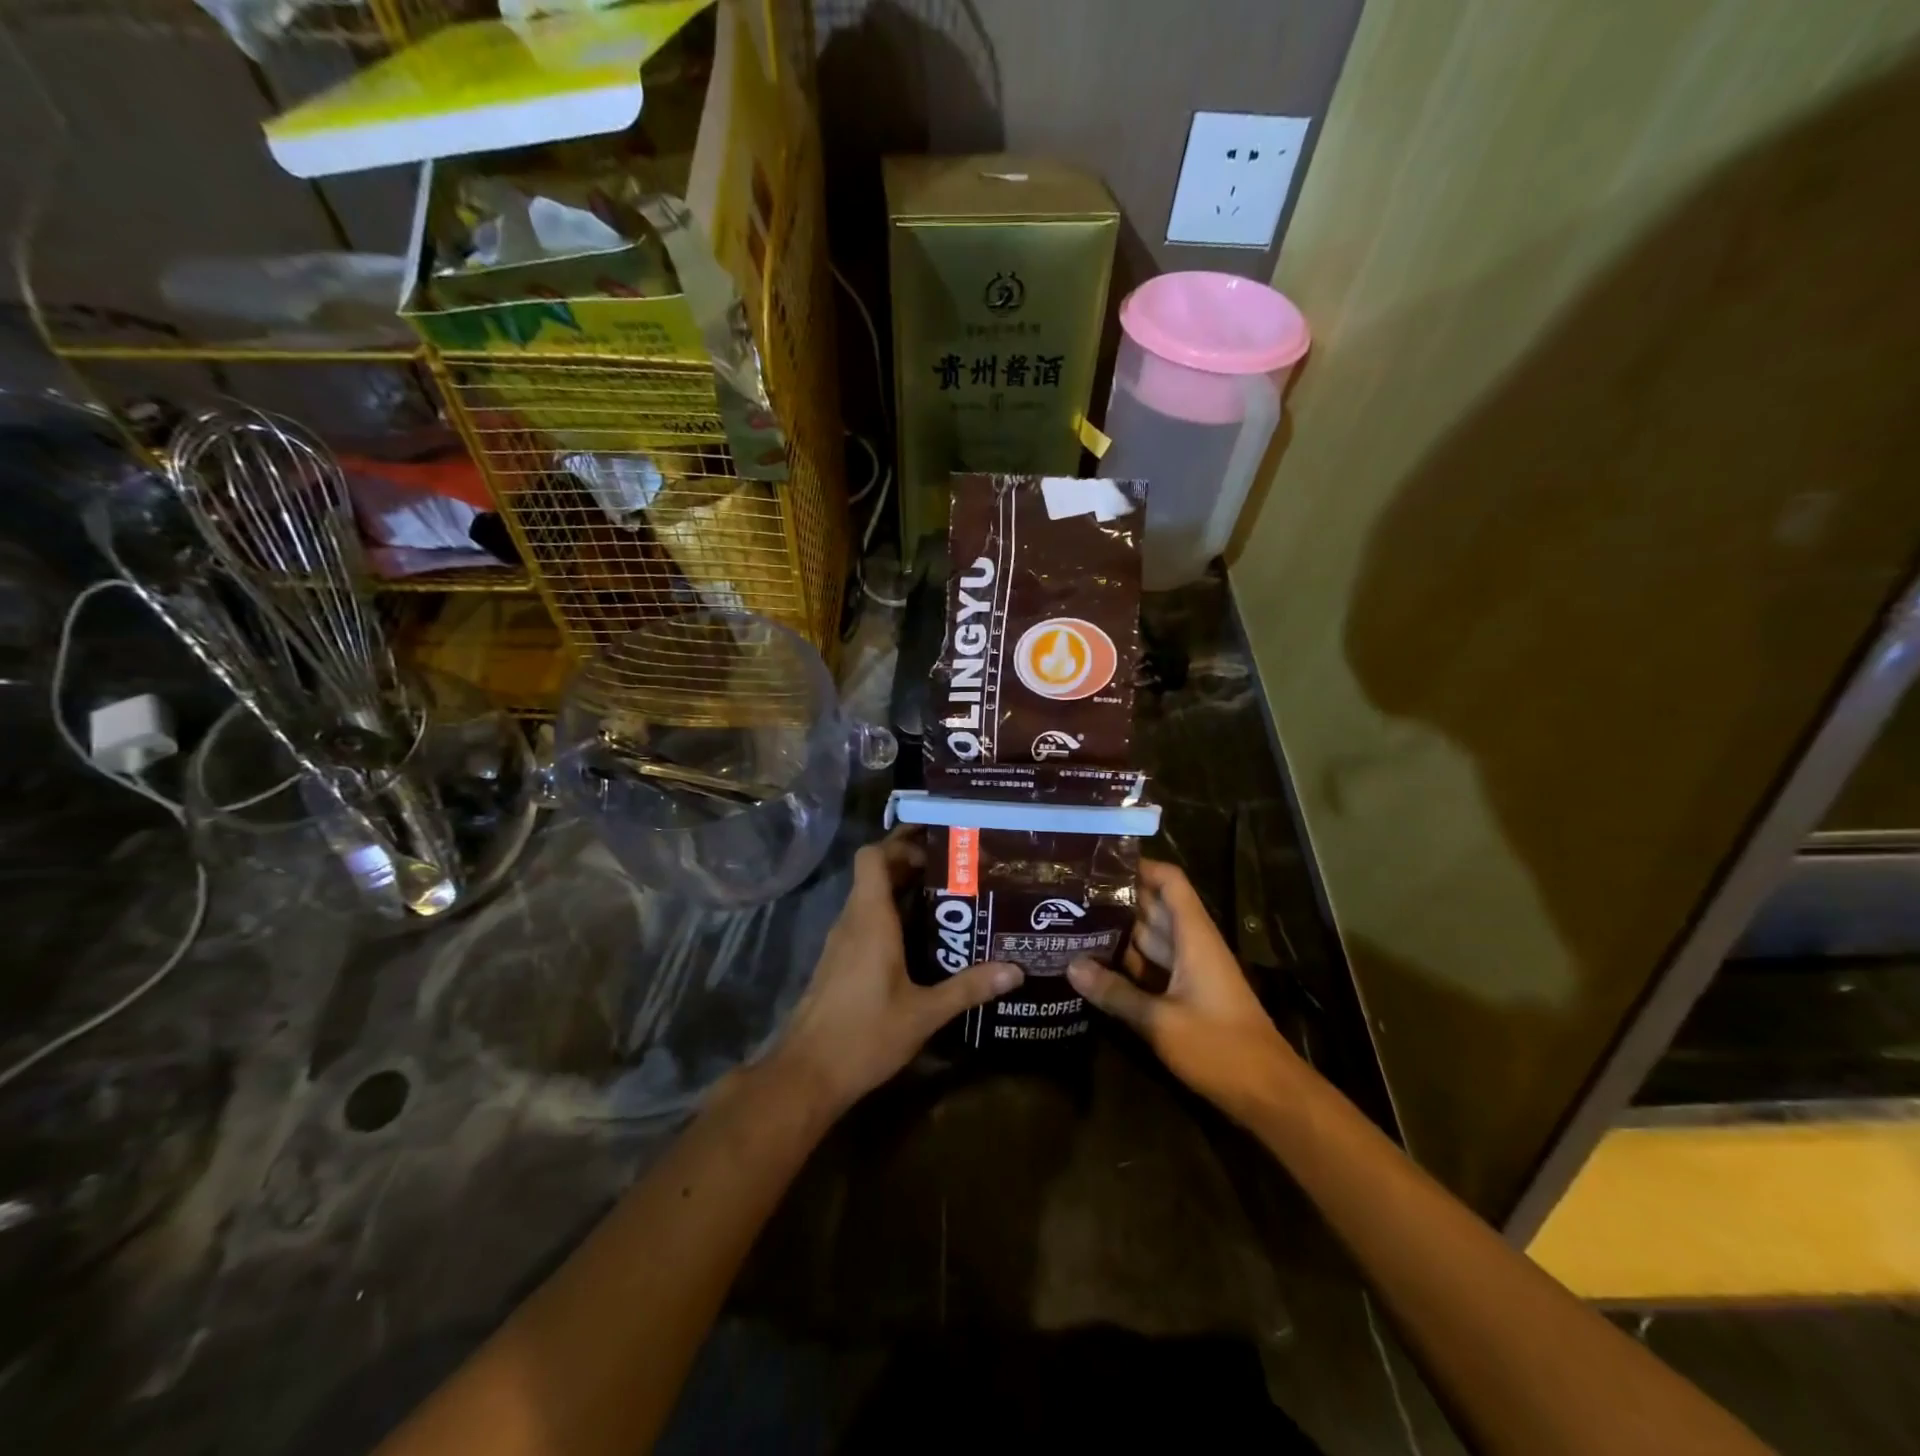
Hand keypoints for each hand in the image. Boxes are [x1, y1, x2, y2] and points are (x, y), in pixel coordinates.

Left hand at [770, 828, 1021, 1115]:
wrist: (806, 1075)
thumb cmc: (864, 1035)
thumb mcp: (924, 1013)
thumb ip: (968, 988)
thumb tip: (1015, 970)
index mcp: (870, 920)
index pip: (872, 857)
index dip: (900, 845)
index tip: (937, 850)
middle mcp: (852, 921)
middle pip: (874, 873)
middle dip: (910, 864)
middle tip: (956, 869)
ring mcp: (841, 942)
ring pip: (869, 898)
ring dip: (901, 891)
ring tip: (947, 898)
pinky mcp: (839, 963)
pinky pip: (865, 922)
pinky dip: (890, 916)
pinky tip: (920, 939)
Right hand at [1068, 859, 1299, 1120]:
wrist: (1267, 1093)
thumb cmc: (1220, 1047)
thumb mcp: (1161, 1021)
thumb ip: (1115, 992)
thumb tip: (1070, 966)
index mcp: (1194, 935)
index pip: (1169, 881)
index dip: (1138, 866)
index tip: (1097, 863)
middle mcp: (1192, 944)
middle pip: (1152, 906)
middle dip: (1115, 898)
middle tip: (1068, 894)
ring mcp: (1189, 970)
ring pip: (1149, 937)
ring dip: (1116, 931)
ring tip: (1069, 923)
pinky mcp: (1186, 994)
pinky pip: (1151, 966)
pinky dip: (1126, 962)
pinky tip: (1092, 965)